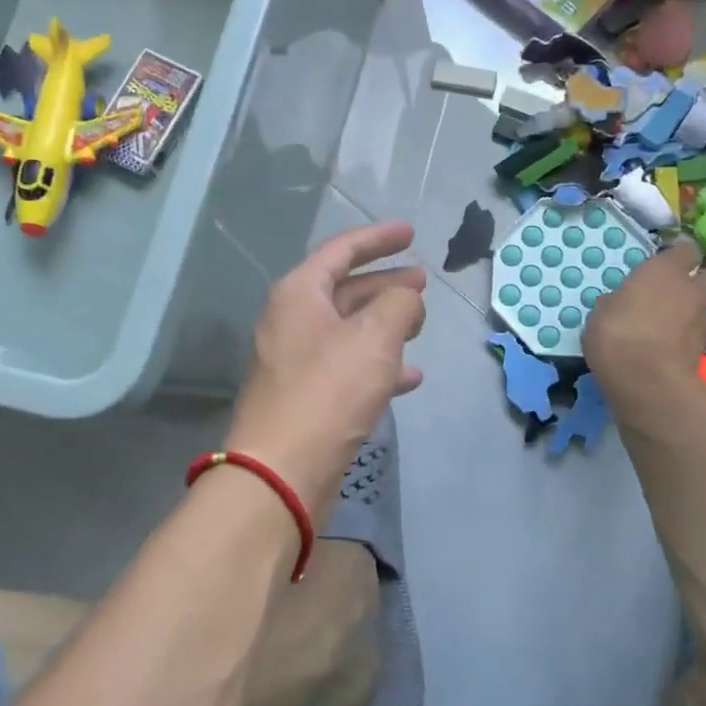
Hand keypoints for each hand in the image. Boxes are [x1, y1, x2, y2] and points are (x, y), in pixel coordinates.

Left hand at [225, 222, 425, 519]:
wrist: (282, 471)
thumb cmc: (328, 392)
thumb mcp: (374, 338)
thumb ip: (399, 305)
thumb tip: (407, 299)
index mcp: (299, 294)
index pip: (341, 250)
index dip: (378, 238)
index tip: (411, 233)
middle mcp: (292, 322)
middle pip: (345, 290)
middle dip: (386, 283)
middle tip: (422, 281)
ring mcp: (296, 361)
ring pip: (349, 330)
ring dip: (385, 324)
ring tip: (421, 324)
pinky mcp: (306, 397)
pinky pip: (348, 367)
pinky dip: (378, 365)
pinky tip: (410, 376)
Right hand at [584, 239, 705, 411]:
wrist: (646, 380)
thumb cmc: (617, 333)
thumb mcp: (601, 313)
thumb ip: (616, 302)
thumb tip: (618, 302)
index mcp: (664, 270)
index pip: (686, 250)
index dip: (679, 256)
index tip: (667, 263)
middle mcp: (691, 290)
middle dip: (702, 281)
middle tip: (680, 291)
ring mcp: (701, 321)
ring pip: (704, 308)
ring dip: (692, 313)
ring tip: (668, 327)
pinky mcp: (704, 351)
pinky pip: (696, 337)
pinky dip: (686, 339)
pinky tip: (667, 349)